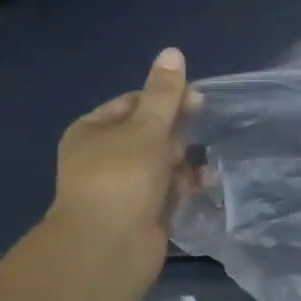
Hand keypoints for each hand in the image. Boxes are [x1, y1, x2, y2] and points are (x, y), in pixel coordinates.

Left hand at [51, 47, 200, 270]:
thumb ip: (164, 93)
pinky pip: (169, 192)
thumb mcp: (146, 128)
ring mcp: (123, 189)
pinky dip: (186, 187)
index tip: (198, 100)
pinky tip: (207, 184)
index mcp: (93, 132)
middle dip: (178, 133)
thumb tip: (172, 51)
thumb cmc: (122, 178)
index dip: (165, 98)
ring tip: (208, 164)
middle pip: (150, 134)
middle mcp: (104, 158)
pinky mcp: (142, 215)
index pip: (133, 103)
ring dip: (186, 161)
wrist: (108, 249)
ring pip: (162, 164)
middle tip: (201, 130)